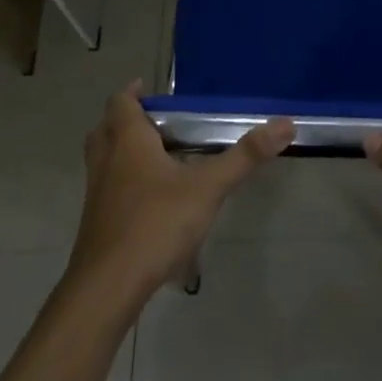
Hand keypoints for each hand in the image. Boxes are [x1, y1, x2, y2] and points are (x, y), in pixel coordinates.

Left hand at [67, 81, 293, 301]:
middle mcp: (106, 160)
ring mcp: (96, 194)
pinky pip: (105, 191)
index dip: (133, 93)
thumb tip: (285, 124)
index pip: (120, 102)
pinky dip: (120, 185)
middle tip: (156, 122)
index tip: (150, 91)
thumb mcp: (208, 187)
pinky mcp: (95, 225)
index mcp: (128, 140)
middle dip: (125, 120)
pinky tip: (149, 203)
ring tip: (154, 158)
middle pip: (105, 128)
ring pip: (101, 160)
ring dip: (120, 153)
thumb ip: (244, 157)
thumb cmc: (155, 223)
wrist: (107, 288)